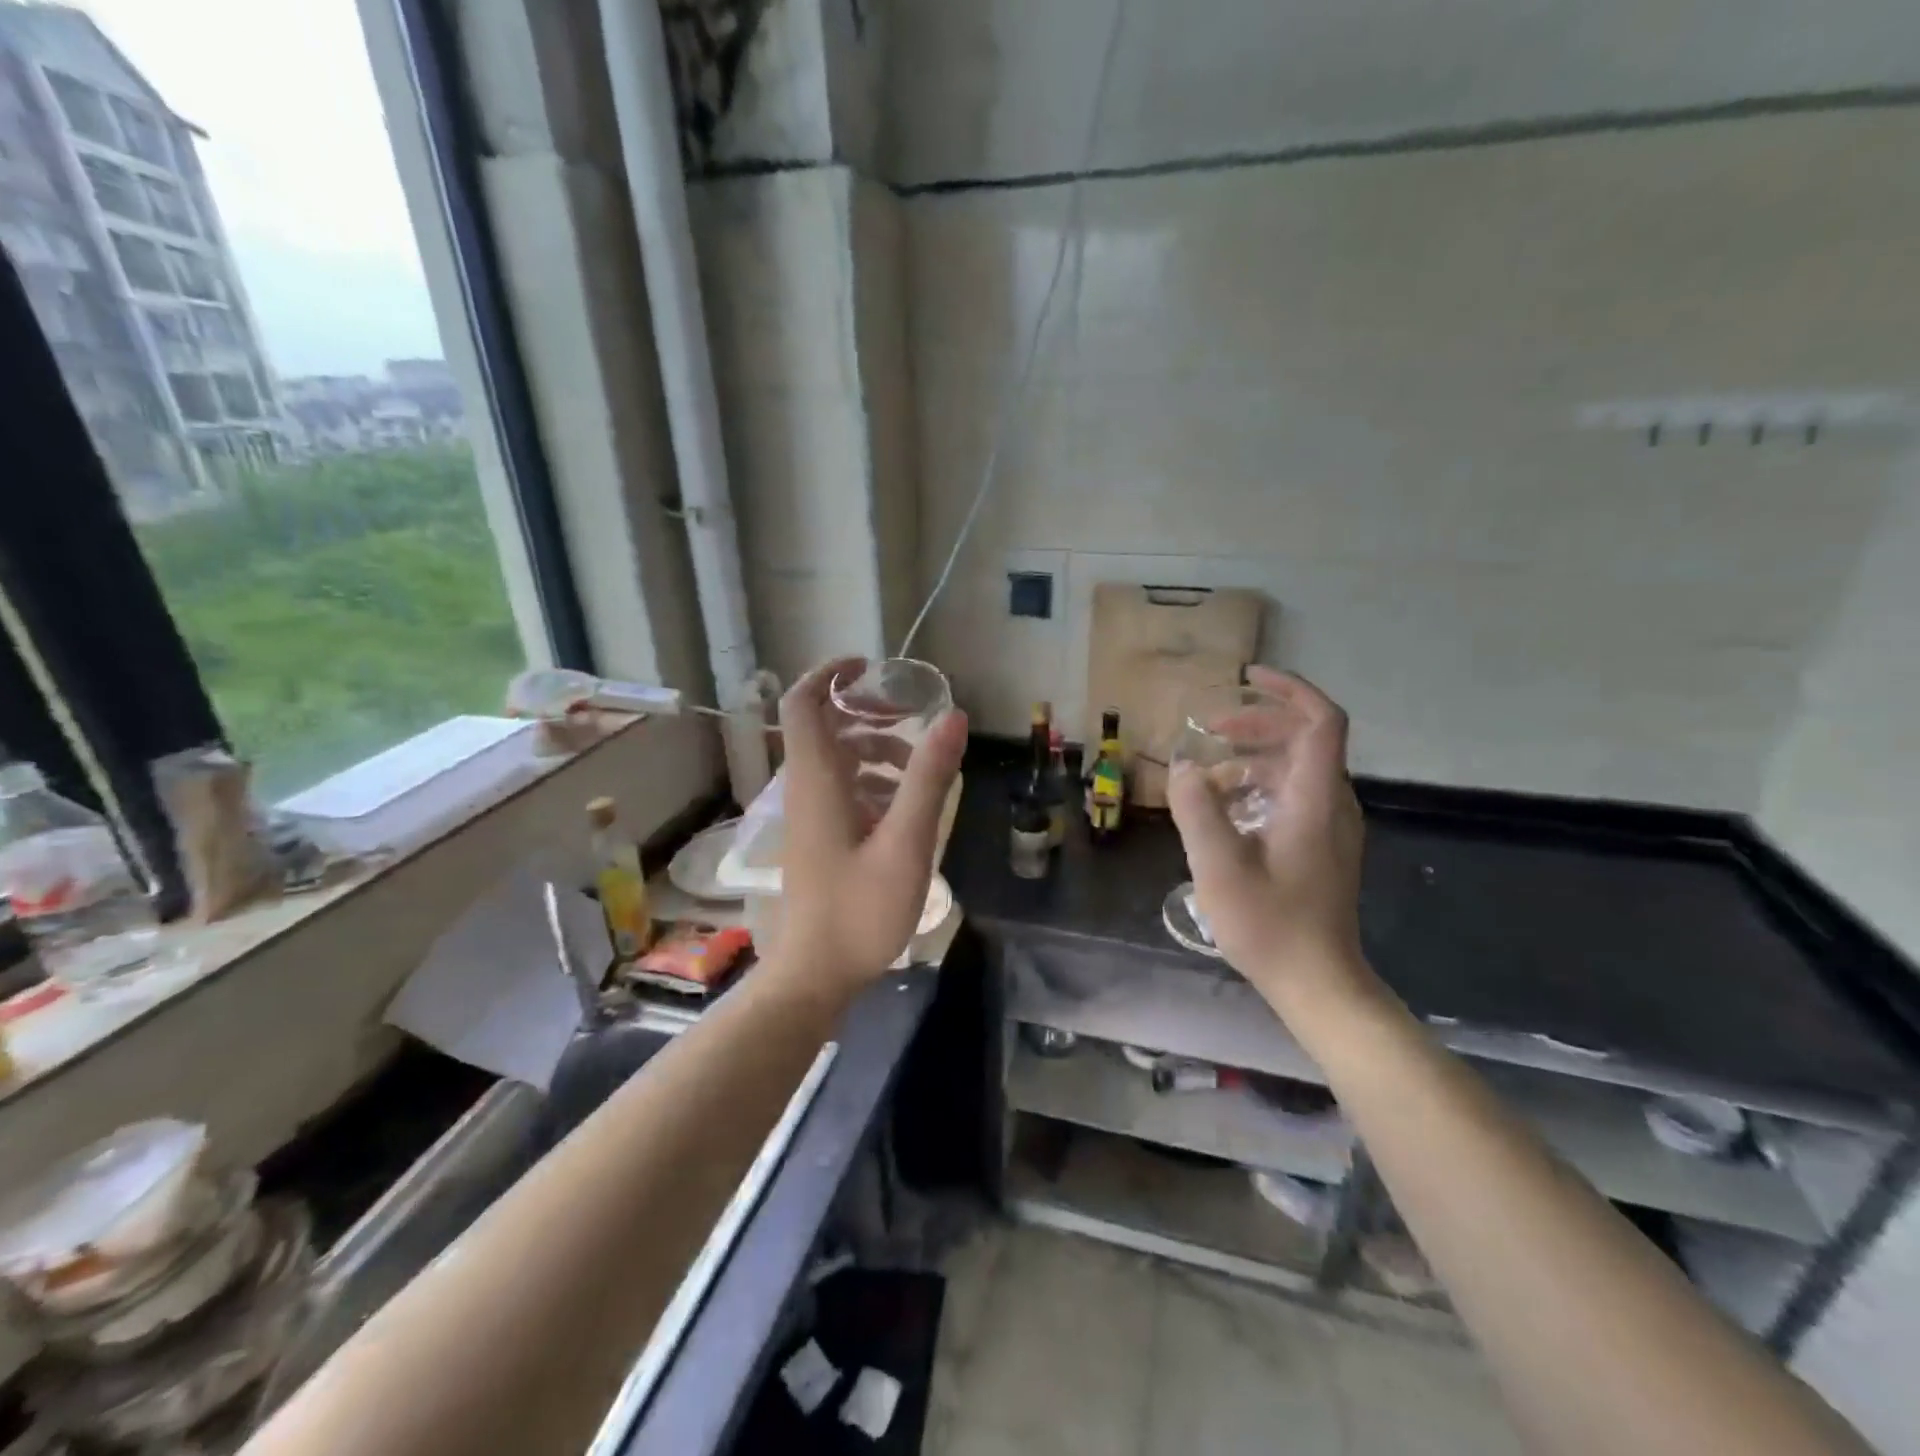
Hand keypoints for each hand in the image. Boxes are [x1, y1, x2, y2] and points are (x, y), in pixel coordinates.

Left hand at [774, 657, 967, 993]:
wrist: (815, 976)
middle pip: (825, 728)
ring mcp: (810, 817)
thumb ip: (928, 778)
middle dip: (867, 715)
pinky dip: (873, 784)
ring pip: (838, 761)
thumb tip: (954, 717)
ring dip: (876, 752)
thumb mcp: (906, 843)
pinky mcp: (819, 839)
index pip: (803, 704)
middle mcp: (807, 789)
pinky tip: (905, 809)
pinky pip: (843, 791)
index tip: (868, 666)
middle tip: (910, 718)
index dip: (829, 674)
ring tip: (918, 771)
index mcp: (818, 781)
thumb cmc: (859, 910)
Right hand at [1166, 669, 1368, 1010]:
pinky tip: (1224, 812)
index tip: (1247, 678)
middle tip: (1208, 731)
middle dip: (1255, 725)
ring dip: (1251, 759)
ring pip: (1295, 769)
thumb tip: (1183, 767)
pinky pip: (1292, 796)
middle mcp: (1331, 804)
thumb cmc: (1270, 924)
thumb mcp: (1218, 865)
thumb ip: (1197, 809)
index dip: (1289, 690)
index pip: (1320, 722)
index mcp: (1315, 799)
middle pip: (1303, 740)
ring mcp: (1330, 827)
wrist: (1317, 983)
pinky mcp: (1321, 847)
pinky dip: (1257, 788)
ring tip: (1206, 775)